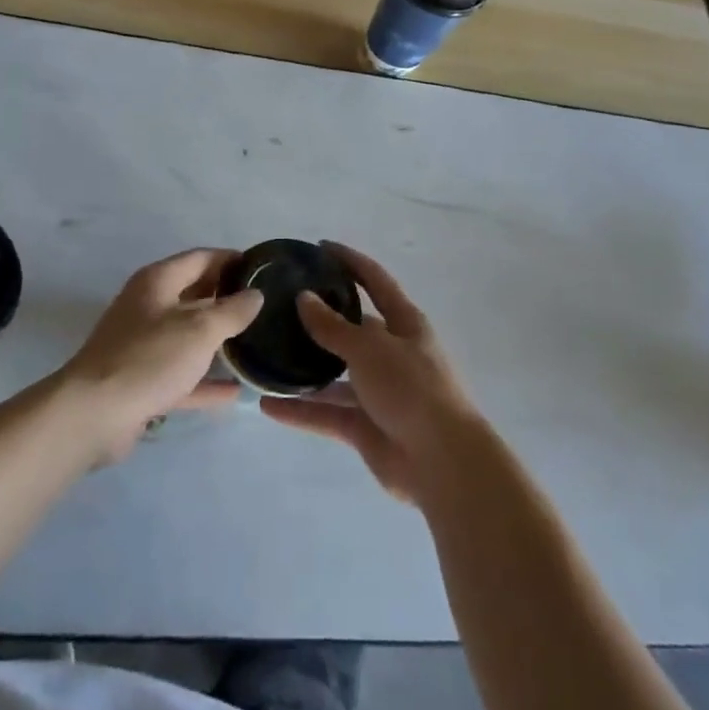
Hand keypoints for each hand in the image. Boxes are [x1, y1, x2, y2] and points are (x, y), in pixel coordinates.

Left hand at [58, 248, 262, 462]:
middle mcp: (148, 306)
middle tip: (264, 306)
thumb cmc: (149, 358)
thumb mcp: (199, 330)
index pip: (201, 258)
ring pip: (188, 335)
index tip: (262, 269)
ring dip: (217, 340)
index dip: (231, 260)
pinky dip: (205, 380)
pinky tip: (235, 391)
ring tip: (255, 343)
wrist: (93, 415)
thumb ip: (232, 310)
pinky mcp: (142, 380)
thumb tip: (255, 294)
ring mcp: (143, 345)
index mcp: (158, 281)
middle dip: (227, 298)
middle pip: (194, 294)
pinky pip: (182, 374)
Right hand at [260, 242, 482, 503]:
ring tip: (266, 355)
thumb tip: (305, 298)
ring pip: (334, 374)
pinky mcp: (366, 426)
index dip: (350, 261)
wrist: (442, 462)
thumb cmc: (411, 388)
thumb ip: (333, 326)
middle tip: (279, 307)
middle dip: (319, 318)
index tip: (320, 247)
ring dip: (304, 368)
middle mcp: (391, 352)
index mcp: (404, 323)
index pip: (374, 280)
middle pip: (351, 328)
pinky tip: (267, 405)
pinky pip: (327, 412)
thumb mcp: (370, 348)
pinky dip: (300, 410)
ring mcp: (378, 391)